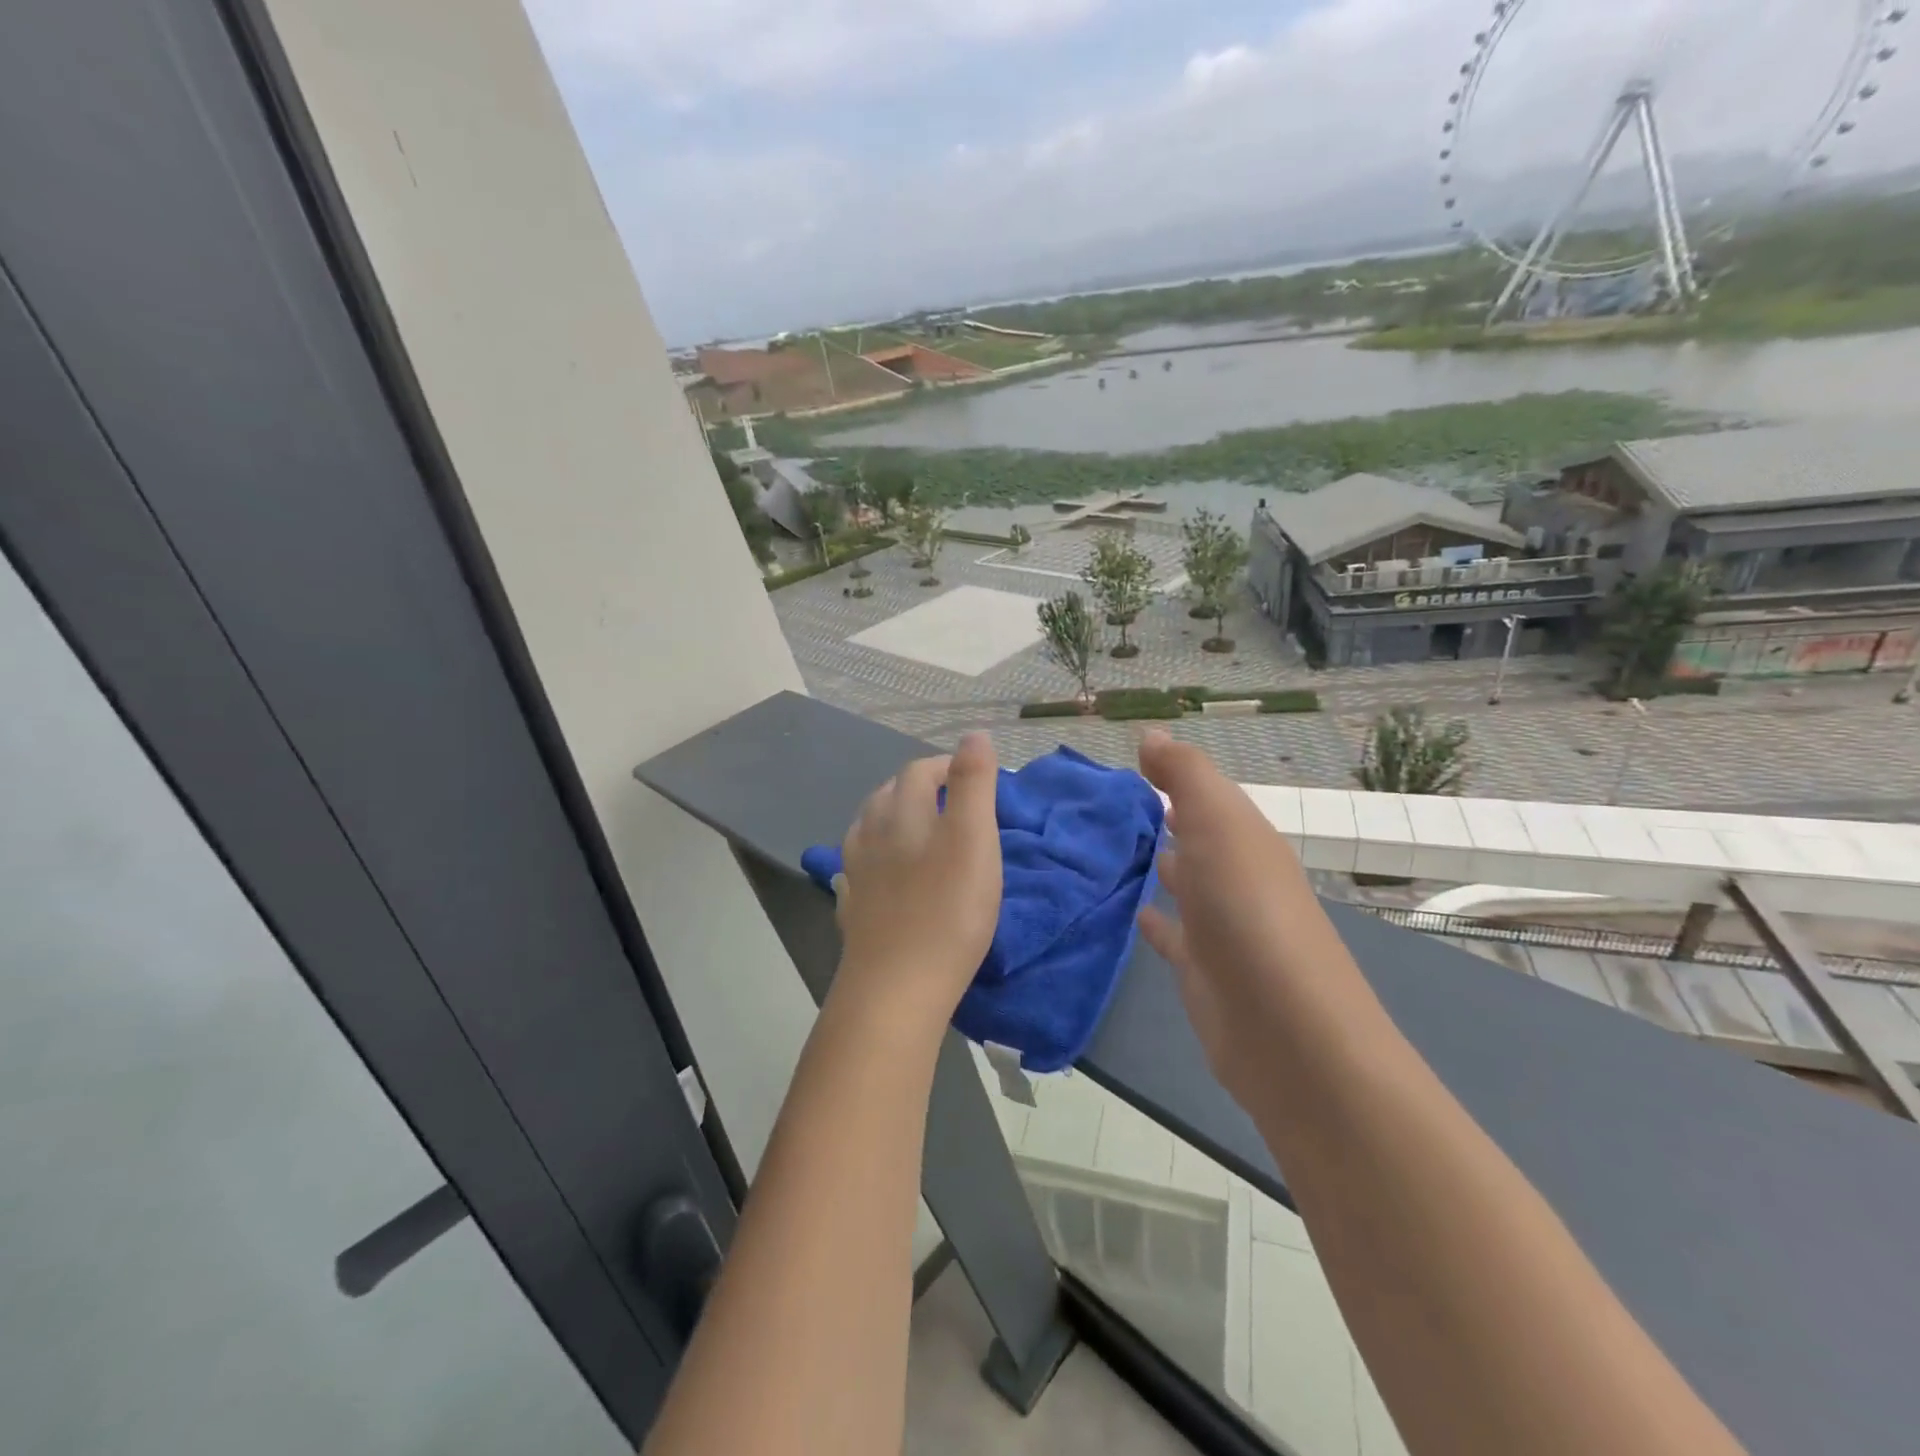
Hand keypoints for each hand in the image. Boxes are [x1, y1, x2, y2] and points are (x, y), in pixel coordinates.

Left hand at [832, 732, 1002, 1025]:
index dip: (947, 766)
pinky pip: (860, 867)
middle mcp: (871, 833)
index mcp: (901, 812)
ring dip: (894, 818)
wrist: (897, 987)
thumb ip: (973, 783)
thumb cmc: (948, 909)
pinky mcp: (853, 907)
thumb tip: (973, 734)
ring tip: (919, 830)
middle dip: (919, 788)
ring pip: (869, 828)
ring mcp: (856, 872)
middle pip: (889, 794)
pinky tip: (885, 872)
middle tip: (953, 803)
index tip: (976, 778)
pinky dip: (877, 856)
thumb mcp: (974, 838)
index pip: (919, 770)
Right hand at [1136, 731, 1332, 1104]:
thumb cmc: (1248, 912)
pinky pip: (1171, 933)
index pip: (1206, 796)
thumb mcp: (1220, 825)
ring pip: (1185, 883)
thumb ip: (1186, 775)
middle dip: (1164, 818)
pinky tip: (1130, 911)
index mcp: (1245, 839)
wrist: (1286, 1031)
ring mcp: (1220, 926)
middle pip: (1198, 837)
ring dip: (1159, 864)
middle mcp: (1236, 877)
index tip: (1128, 763)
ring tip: (1111, 848)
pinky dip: (1152, 918)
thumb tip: (1152, 735)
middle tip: (1111, 803)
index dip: (1173, 776)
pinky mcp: (1201, 969)